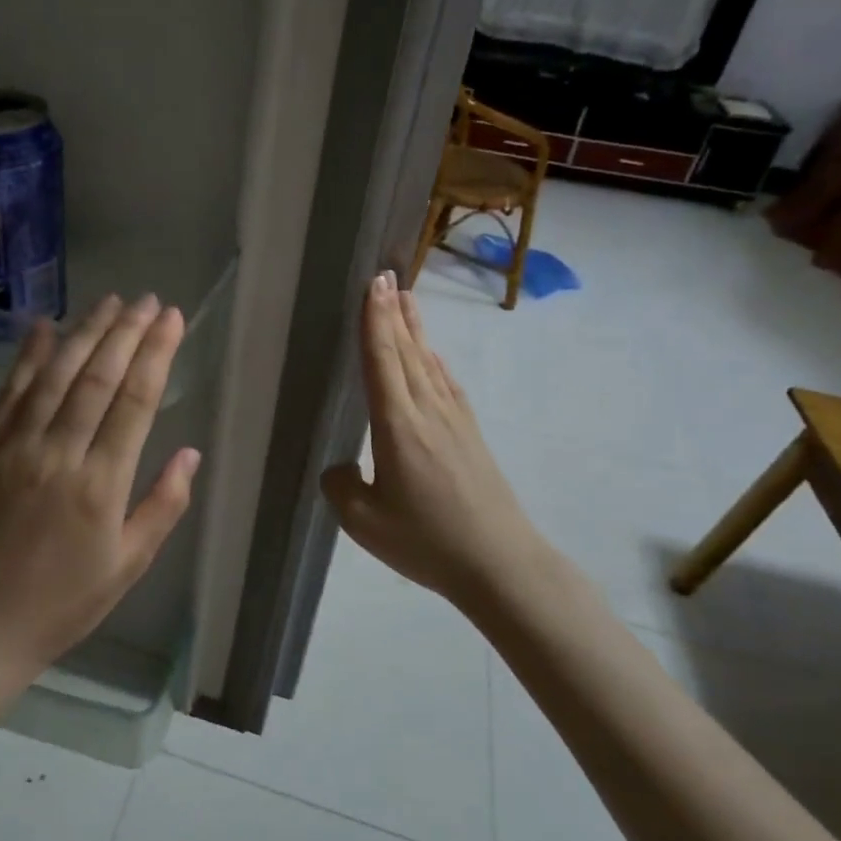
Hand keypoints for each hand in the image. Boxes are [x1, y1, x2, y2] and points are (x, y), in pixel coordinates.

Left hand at [0, 294, 200, 795]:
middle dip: (126, 332)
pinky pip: (10, 392)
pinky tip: (44, 325)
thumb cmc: (64, 601)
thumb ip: (163, 506)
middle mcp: (59, 454)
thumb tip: (189, 453)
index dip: (155, 354)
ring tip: (110, 302)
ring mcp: (17, 447)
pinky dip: (28, 356)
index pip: (135, 402)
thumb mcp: (128, 565)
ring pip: (55, 375)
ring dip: (84, 332)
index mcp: (101, 486)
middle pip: (97, 377)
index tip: (172, 319)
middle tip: (148, 300)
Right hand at [321, 273, 547, 609]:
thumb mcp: (364, 523)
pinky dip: (434, 360)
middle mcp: (427, 411)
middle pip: (406, 351)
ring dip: (414, 328)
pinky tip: (431, 355)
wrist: (500, 564)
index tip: (373, 284)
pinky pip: (445, 383)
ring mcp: (453, 421)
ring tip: (406, 299)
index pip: (382, 360)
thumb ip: (341, 487)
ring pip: (427, 362)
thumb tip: (343, 467)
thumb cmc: (427, 542)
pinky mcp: (469, 435)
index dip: (375, 320)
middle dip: (393, 312)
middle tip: (385, 276)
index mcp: (398, 425)